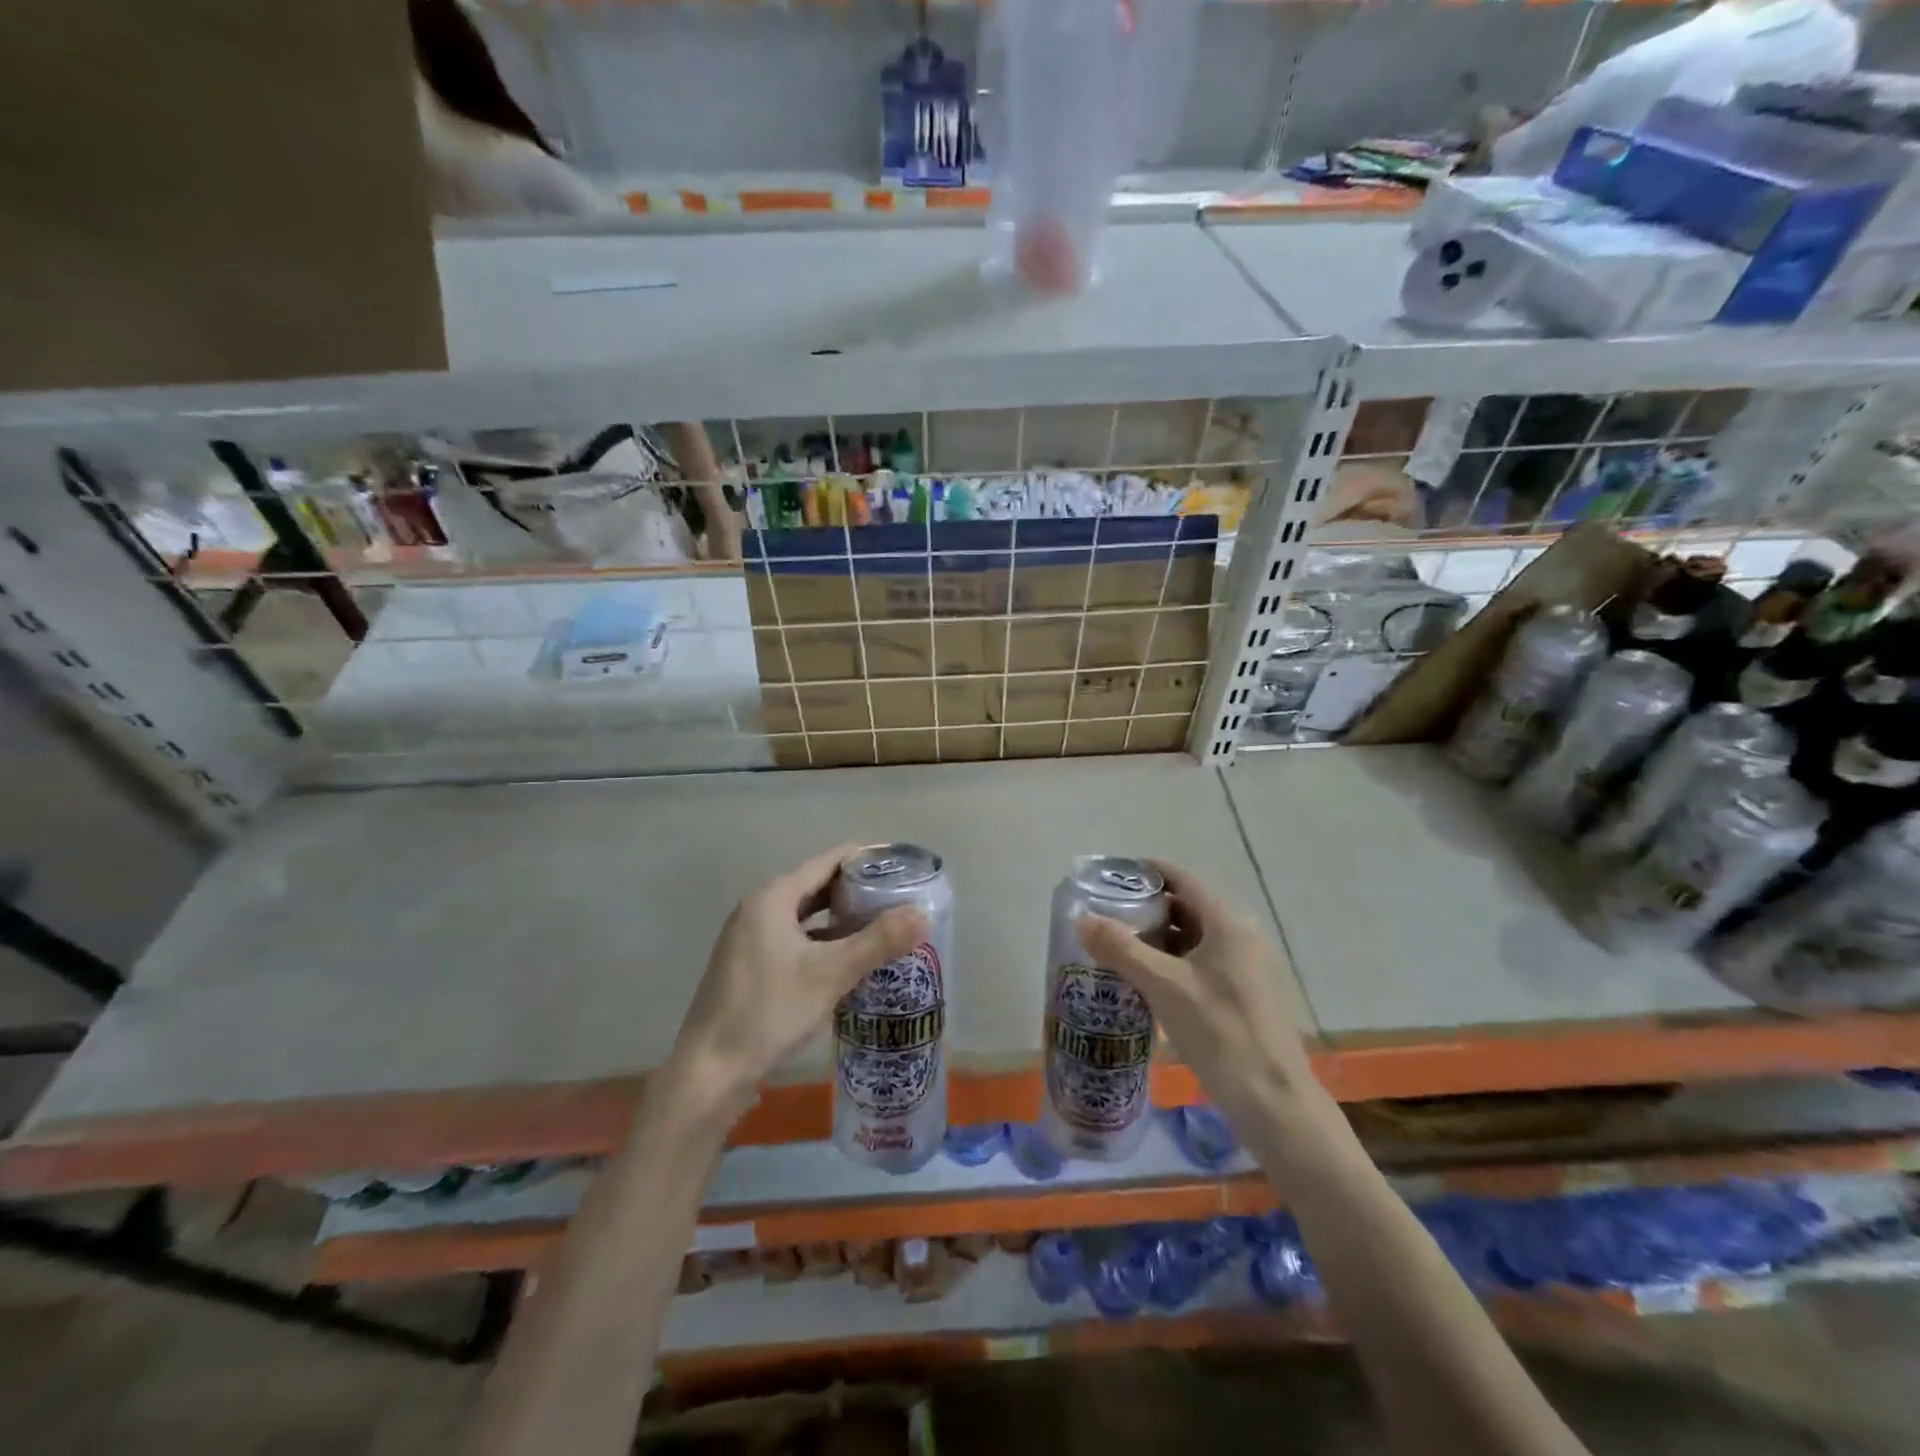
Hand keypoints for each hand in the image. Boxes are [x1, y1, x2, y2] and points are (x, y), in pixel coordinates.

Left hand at [671, 844, 927, 1108]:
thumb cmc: (769, 1012)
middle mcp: (758, 908)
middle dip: (857, 889)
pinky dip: (823, 941)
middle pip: (817, 886)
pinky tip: (849, 959)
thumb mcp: (830, 975)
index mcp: (773, 897)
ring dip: (841, 918)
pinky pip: (795, 938)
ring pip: (806, 915)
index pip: (828, 861)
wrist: (710, 1072)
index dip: (866, 858)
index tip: (901, 864)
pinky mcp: (750, 965)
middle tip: (899, 896)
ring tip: (883, 924)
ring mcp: (750, 938)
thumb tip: (923, 914)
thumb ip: (878, 942)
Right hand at [1077, 860, 1314, 1121]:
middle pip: (1185, 907)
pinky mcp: (1237, 995)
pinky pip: (1195, 964)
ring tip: (1112, 944)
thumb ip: (1122, 949)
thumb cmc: (1221, 1033)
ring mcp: (1240, 968)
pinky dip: (1167, 963)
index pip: (1183, 879)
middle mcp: (1237, 937)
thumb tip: (1082, 919)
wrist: (1274, 1103)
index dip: (1148, 871)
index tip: (1111, 874)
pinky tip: (1139, 979)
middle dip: (1144, 907)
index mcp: (1227, 924)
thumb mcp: (1165, 987)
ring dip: (1153, 938)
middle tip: (1103, 914)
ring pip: (1189, 939)